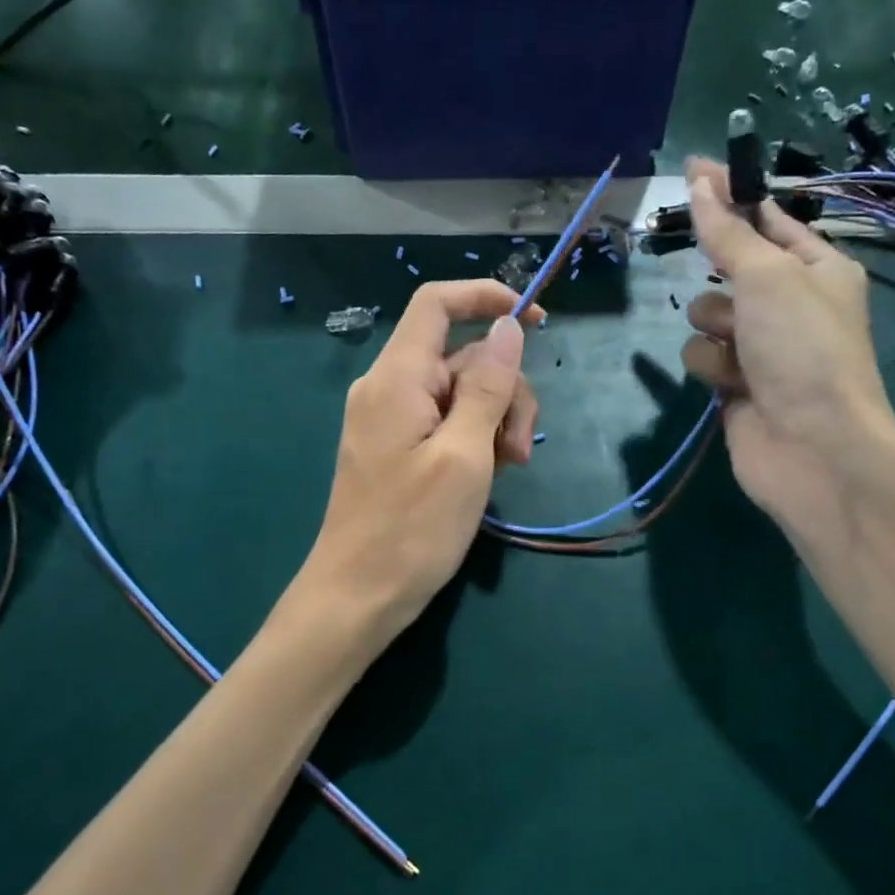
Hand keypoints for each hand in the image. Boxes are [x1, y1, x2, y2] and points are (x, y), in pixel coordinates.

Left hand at [300, 280, 542, 642]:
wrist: (357, 597)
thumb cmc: (411, 529)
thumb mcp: (465, 456)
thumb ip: (488, 387)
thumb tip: (508, 327)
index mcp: (397, 377)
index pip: (437, 304)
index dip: (487, 297)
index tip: (537, 321)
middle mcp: (389, 387)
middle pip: (462, 355)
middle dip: (504, 390)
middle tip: (519, 450)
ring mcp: (392, 418)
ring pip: (461, 392)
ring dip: (495, 421)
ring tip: (509, 470)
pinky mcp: (398, 446)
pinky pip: (445, 421)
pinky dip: (475, 439)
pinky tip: (489, 476)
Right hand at [678, 158, 894, 531]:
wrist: (813, 449)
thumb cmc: (803, 350)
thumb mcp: (768, 277)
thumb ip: (727, 231)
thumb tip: (698, 181)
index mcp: (819, 267)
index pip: (768, 218)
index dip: (731, 194)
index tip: (691, 170)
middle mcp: (792, 303)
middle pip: (732, 266)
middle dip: (719, 273)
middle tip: (714, 270)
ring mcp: (762, 346)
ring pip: (708, 313)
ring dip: (714, 326)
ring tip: (738, 349)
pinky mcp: (736, 384)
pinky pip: (704, 354)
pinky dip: (711, 365)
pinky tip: (730, 383)